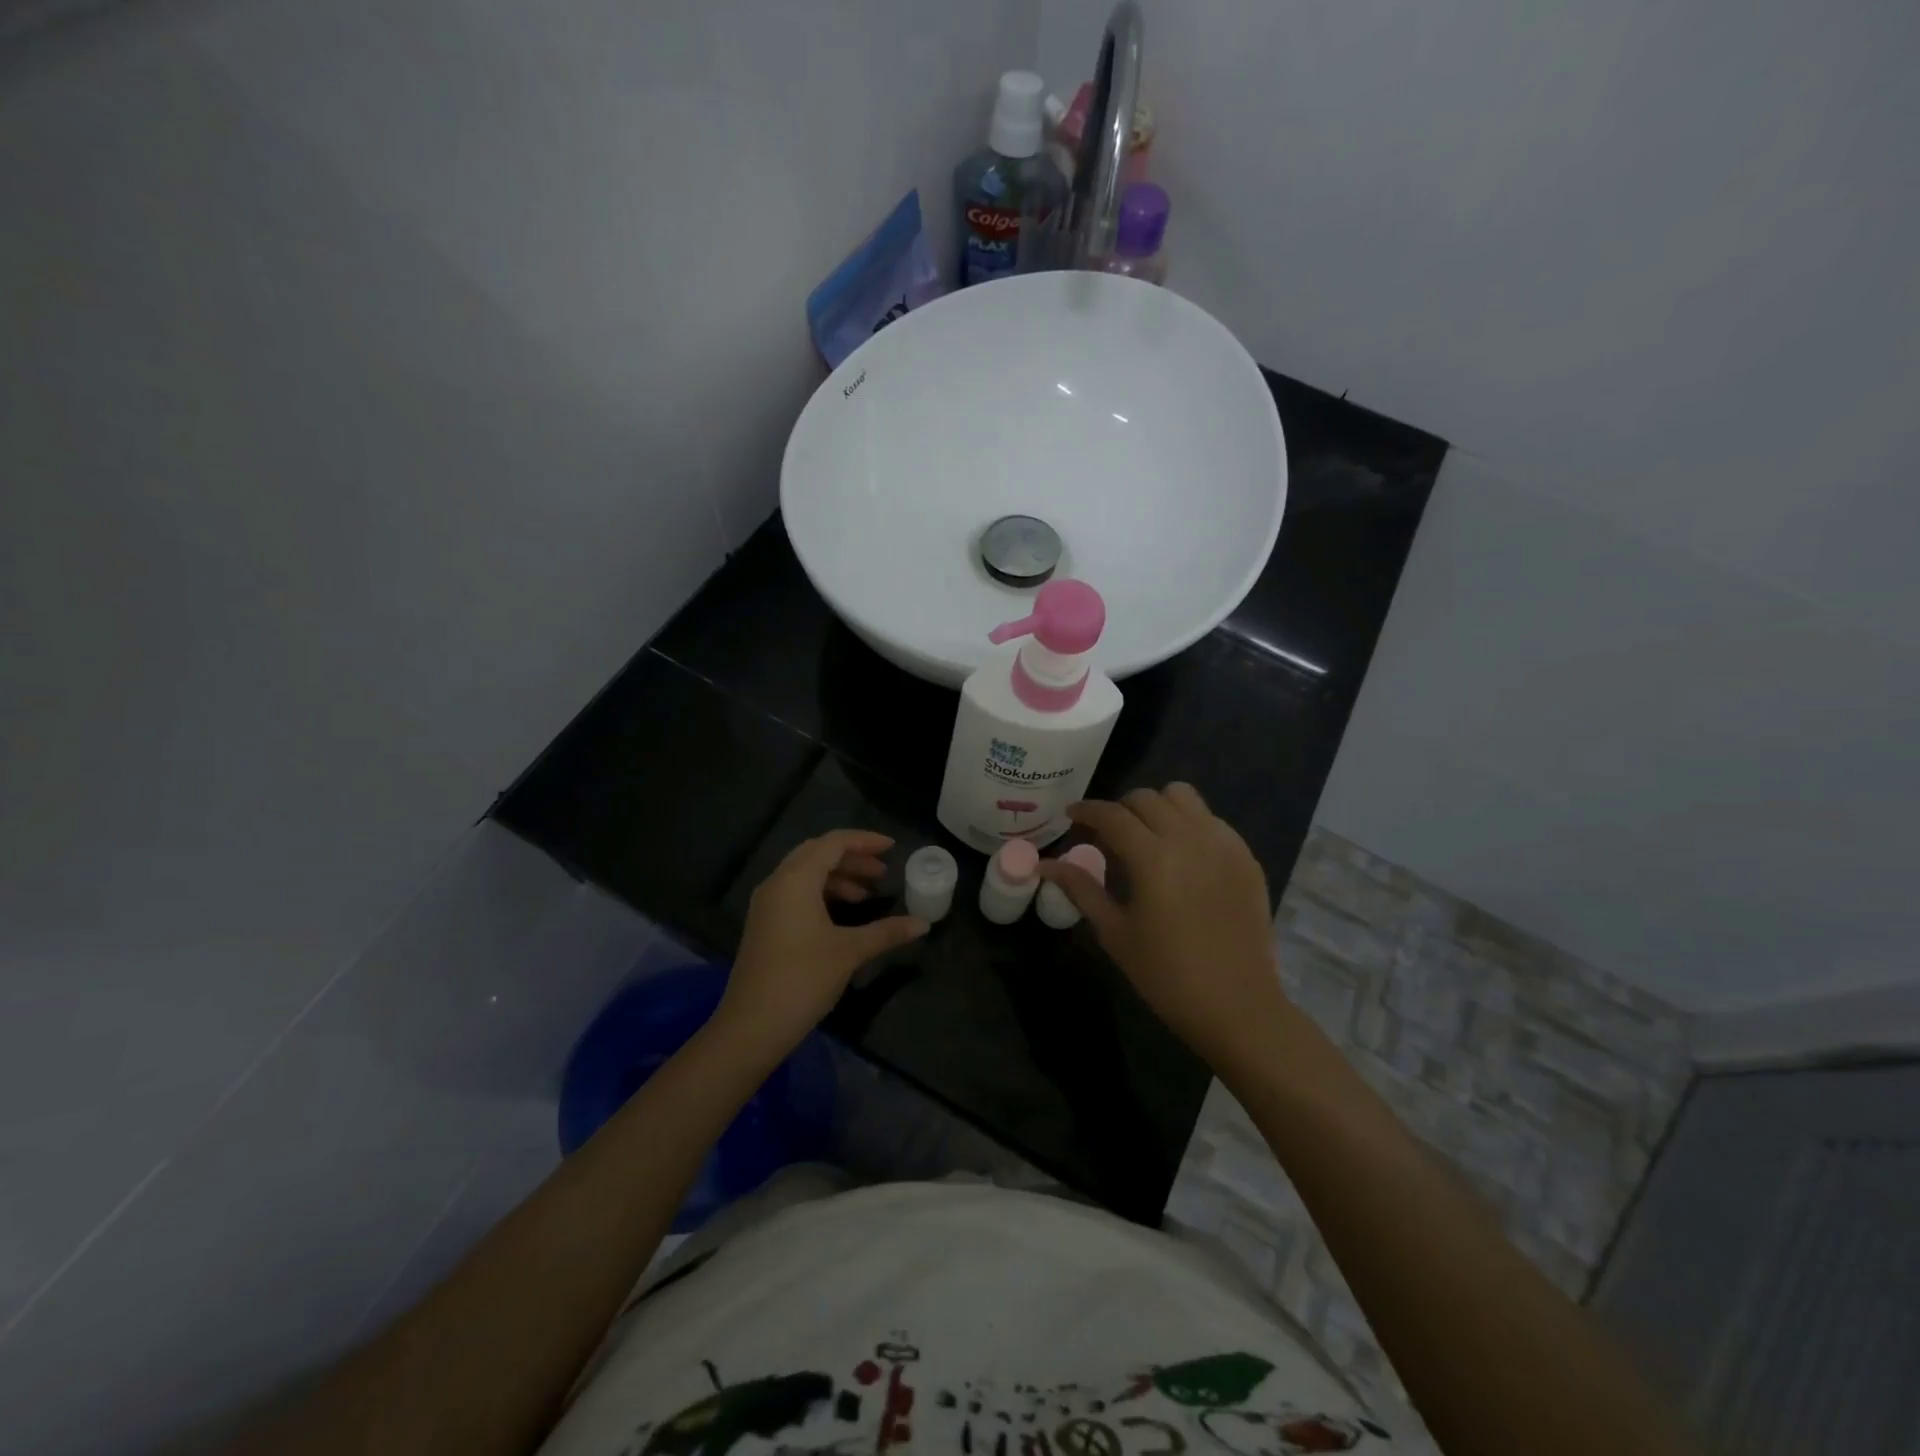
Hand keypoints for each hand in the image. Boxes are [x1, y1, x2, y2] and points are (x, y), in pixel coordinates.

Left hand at [716, 830, 926, 1057]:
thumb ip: (886, 932)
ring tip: (867, 895)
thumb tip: (922, 924)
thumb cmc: (803, 979)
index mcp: (795, 880)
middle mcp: (777, 883)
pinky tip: (842, 914)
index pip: (832, 843)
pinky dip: (822, 893)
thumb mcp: (850, 952)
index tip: (892, 847)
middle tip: (882, 871)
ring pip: (805, 874)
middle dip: (852, 858)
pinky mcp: (764, 924)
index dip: (864, 841)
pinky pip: (796, 892)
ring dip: (838, 877)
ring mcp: (767, 904)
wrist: (752, 1026)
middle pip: (817, 853)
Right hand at [1039, 784, 1290, 1071]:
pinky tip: (1182, 856)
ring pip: (1183, 796)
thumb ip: (1081, 888)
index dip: (1086, 810)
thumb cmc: (1166, 975)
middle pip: (1146, 798)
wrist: (1237, 1006)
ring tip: (1146, 836)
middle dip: (1119, 809)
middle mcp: (1190, 838)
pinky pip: (1211, 819)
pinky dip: (1189, 823)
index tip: (1071, 816)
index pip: (1112, 814)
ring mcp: (1224, 844)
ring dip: (1157, 807)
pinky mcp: (1246, 856)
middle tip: (1107, 834)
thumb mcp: (1115, 932)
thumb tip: (1045, 864)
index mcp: (1153, 857)